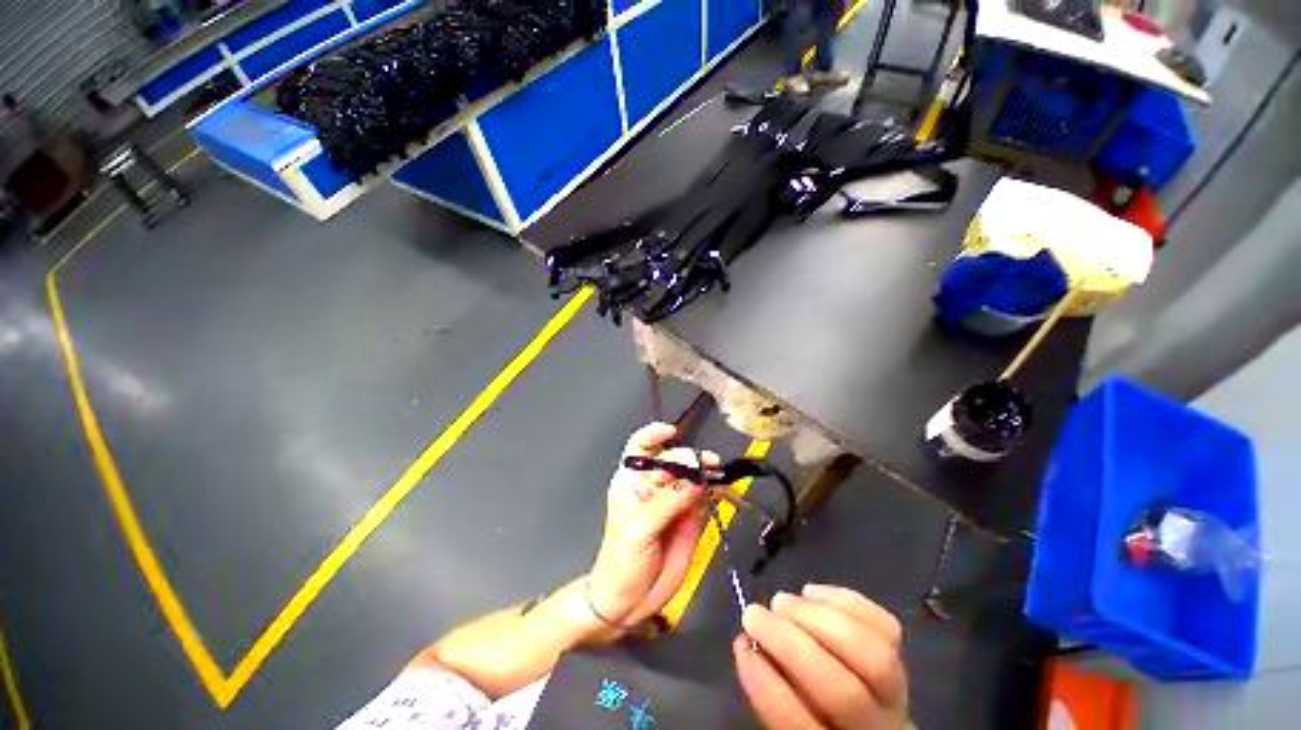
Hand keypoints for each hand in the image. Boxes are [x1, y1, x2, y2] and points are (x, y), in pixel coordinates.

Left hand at [587, 423, 716, 627]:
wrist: (629, 601)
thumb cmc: (621, 561)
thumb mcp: (639, 529)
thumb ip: (667, 503)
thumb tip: (694, 480)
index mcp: (632, 481)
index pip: (641, 448)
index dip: (654, 435)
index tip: (672, 432)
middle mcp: (653, 485)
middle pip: (673, 460)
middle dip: (688, 458)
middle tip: (704, 464)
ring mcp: (673, 500)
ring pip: (691, 476)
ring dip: (705, 470)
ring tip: (717, 471)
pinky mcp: (690, 516)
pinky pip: (704, 495)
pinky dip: (714, 489)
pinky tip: (722, 488)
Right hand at [735, 585, 907, 729]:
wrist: (864, 722)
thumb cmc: (813, 719)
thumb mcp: (790, 718)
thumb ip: (771, 692)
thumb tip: (747, 644)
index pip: (803, 727)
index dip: (768, 685)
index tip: (741, 644)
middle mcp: (877, 729)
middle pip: (843, 691)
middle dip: (790, 643)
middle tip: (754, 613)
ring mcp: (898, 694)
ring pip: (872, 656)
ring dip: (817, 618)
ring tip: (781, 601)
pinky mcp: (904, 657)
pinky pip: (885, 626)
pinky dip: (845, 601)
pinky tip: (811, 592)